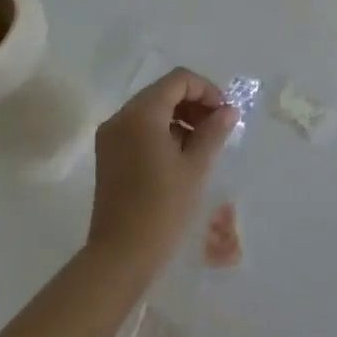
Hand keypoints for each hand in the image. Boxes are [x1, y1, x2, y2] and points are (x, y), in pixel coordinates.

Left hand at [87, 67, 235, 279]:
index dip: (206, 90)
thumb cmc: (162, 208)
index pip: (178, 80)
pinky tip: (180, 156)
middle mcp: (121, 117)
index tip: (225, 113)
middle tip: (218, 127)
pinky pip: (139, 128)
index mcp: (141, 114)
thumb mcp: (195, 167)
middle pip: (163, 91)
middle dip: (194, 103)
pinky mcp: (108, 155)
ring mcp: (111, 136)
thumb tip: (228, 111)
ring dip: (179, 117)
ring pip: (151, 109)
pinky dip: (162, 131)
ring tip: (203, 144)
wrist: (120, 256)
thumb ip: (213, 131)